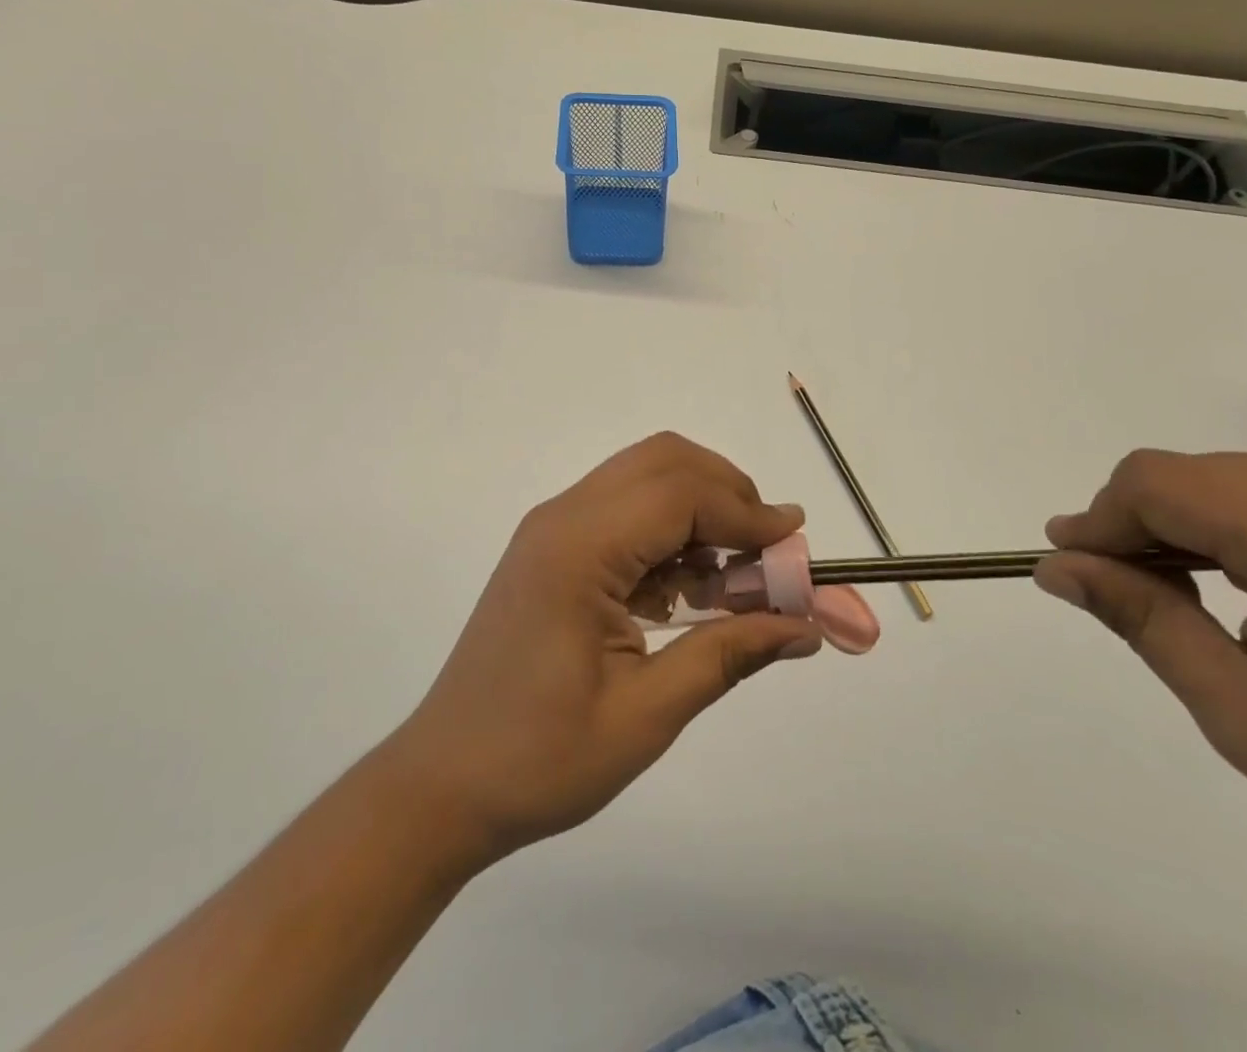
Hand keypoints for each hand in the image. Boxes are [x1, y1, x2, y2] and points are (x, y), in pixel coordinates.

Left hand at [375, 433, 823, 865]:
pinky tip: (681, 590)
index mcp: (579, 550)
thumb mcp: (646, 715)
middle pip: (663, 461)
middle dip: (727, 493)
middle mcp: (562, 518)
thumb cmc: (540, 760)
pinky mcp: (551, 548)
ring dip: (698, 508)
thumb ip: (729, 655)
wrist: (442, 785)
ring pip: (643, 476)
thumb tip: (804, 626)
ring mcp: (552, 529)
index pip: (681, 494)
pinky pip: (623, 509)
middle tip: (764, 554)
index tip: (796, 550)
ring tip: (728, 578)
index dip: (748, 513)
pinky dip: (667, 528)